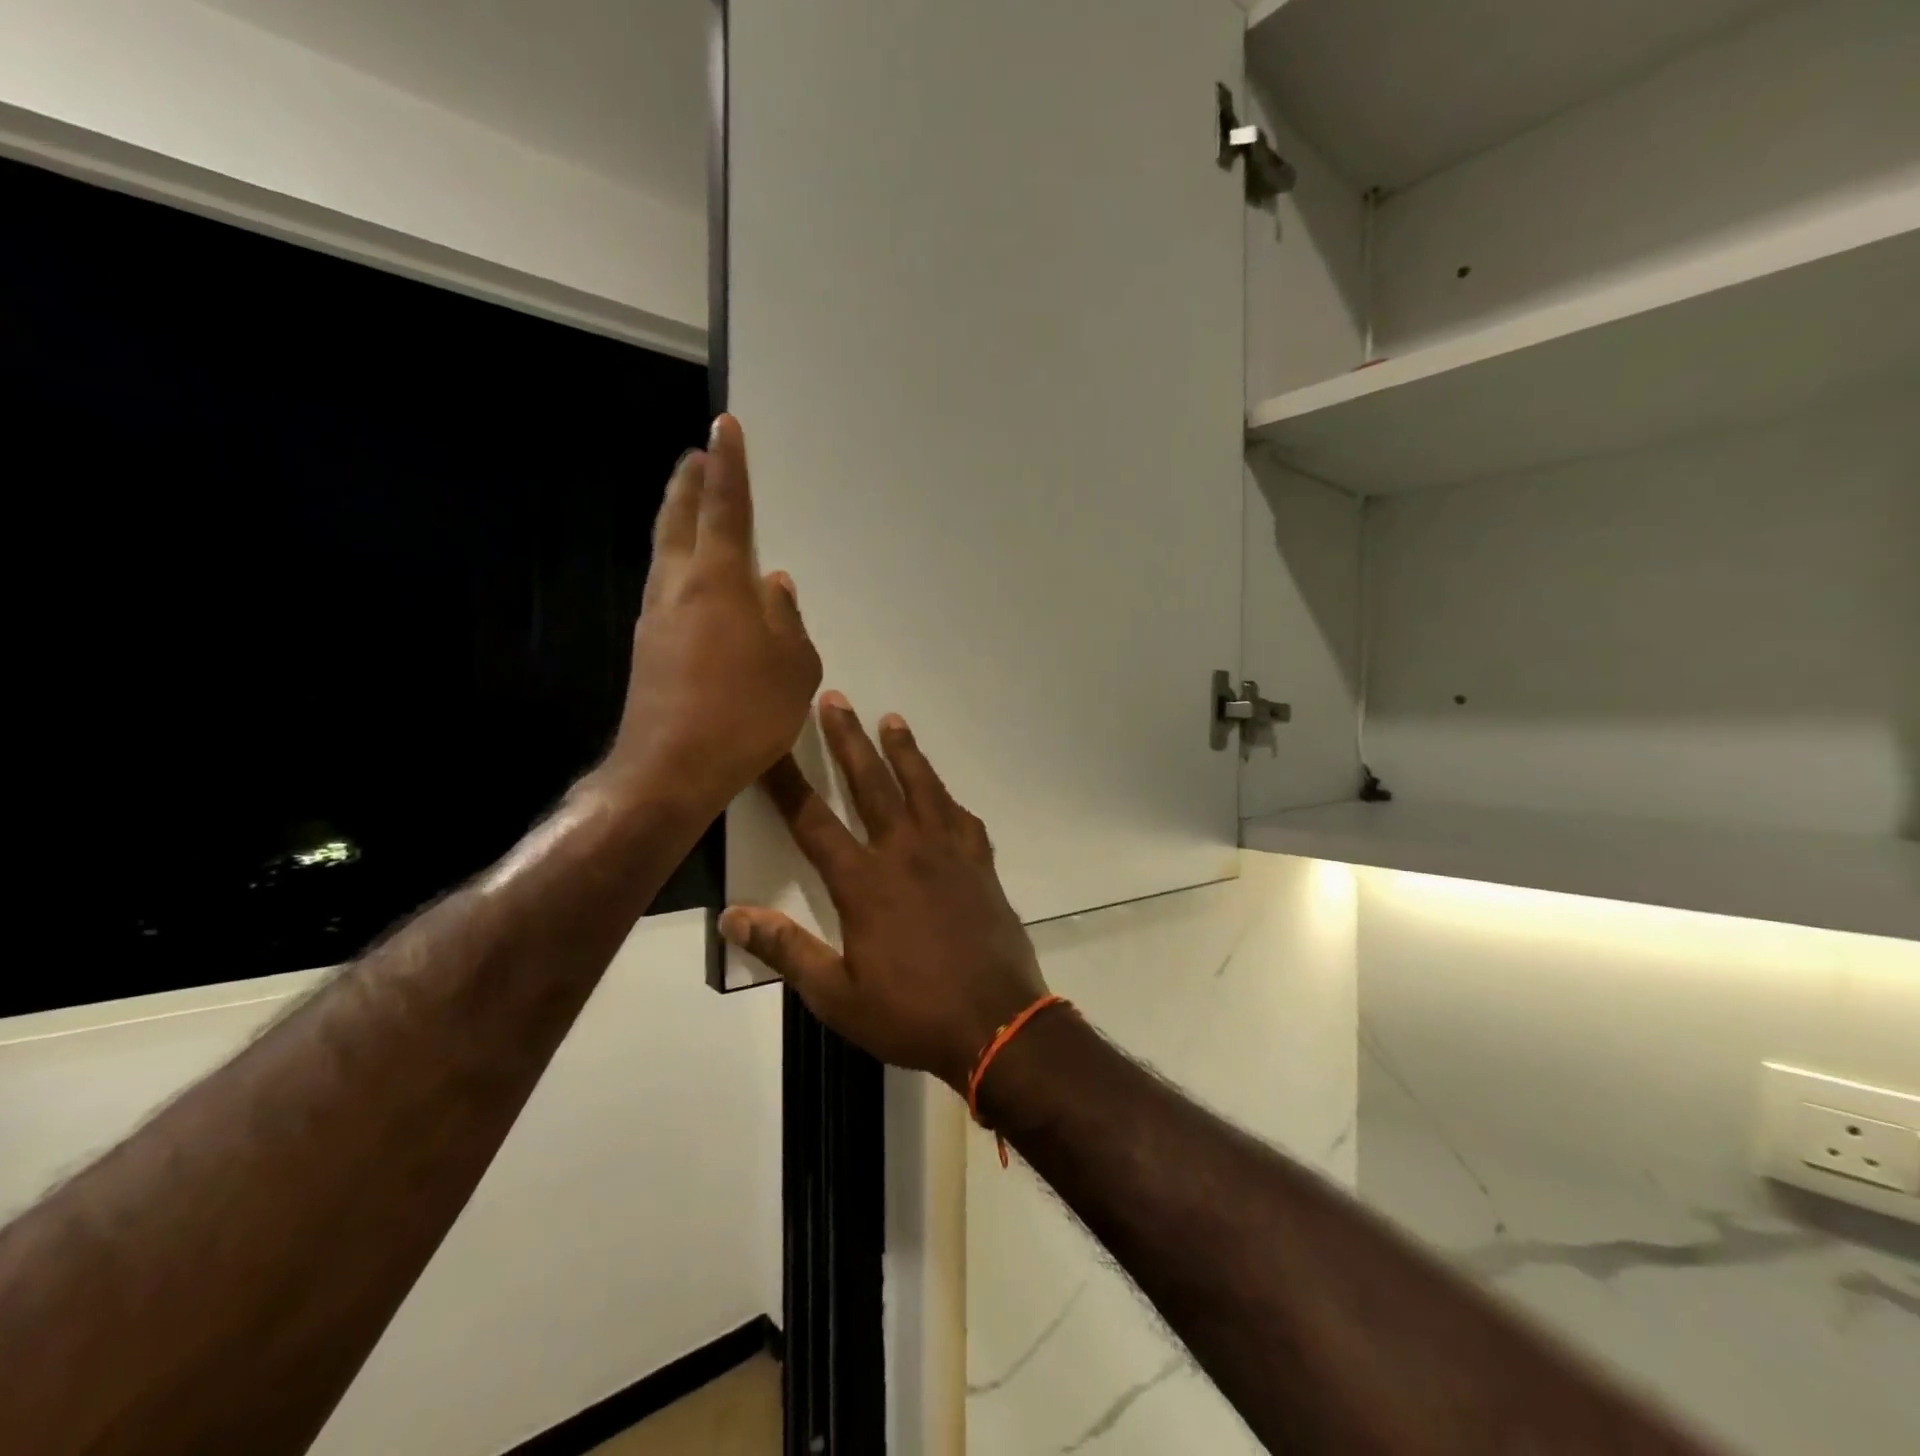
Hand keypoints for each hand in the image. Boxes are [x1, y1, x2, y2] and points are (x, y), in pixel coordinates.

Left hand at [604, 415, 821, 818]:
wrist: (671, 767)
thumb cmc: (745, 713)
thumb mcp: (793, 668)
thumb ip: (787, 621)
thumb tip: (775, 587)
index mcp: (719, 581)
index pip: (725, 508)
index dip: (728, 466)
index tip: (723, 426)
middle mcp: (679, 586)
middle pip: (679, 518)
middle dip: (688, 482)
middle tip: (697, 456)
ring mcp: (656, 616)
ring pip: (665, 550)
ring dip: (677, 518)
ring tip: (691, 503)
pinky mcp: (647, 646)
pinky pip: (665, 584)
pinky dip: (678, 562)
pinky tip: (694, 577)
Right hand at [720, 695, 1048, 1090]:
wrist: (996, 1024)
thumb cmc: (911, 1014)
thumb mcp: (836, 996)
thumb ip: (787, 950)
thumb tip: (733, 917)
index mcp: (864, 882)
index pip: (813, 821)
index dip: (786, 783)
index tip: (769, 747)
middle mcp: (905, 853)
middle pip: (871, 784)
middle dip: (847, 740)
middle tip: (834, 700)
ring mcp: (948, 854)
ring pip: (922, 788)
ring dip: (904, 751)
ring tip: (892, 719)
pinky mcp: (981, 865)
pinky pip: (962, 819)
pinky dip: (948, 800)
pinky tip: (944, 794)